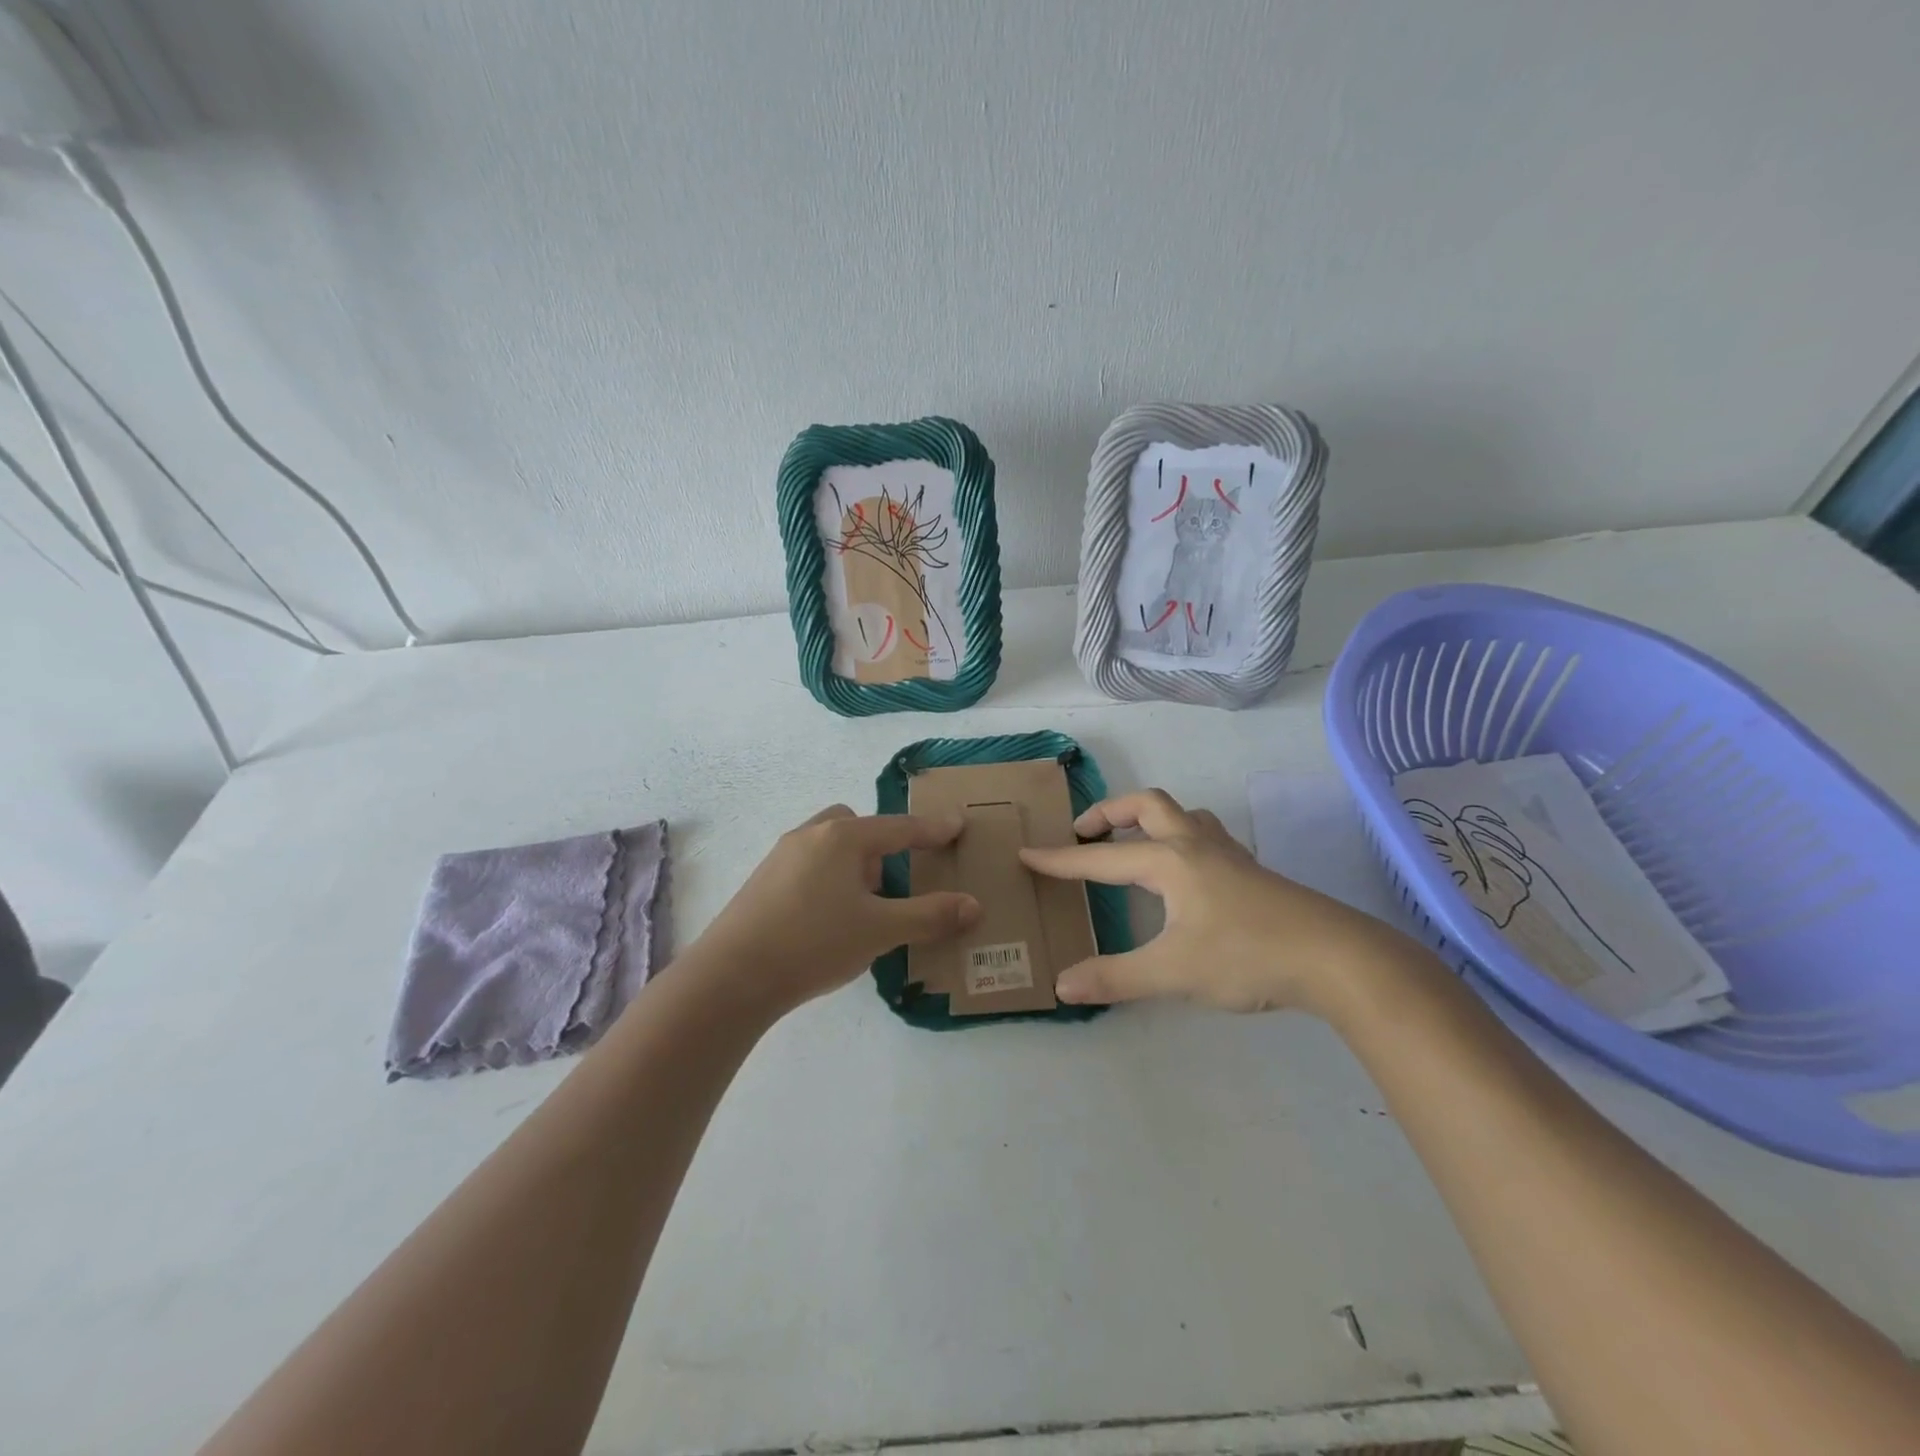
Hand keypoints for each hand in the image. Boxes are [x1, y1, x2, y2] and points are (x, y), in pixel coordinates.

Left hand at [690, 805, 981, 1013]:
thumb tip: (973, 906)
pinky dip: (828, 880)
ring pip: (828, 845)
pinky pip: (808, 866)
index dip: (931, 829)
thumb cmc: (814, 942)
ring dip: (852, 864)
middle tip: (892, 881)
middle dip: (880, 844)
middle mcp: (810, 837)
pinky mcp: (762, 883)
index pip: (899, 828)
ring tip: (862, 906)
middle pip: (855, 826)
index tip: (956, 824)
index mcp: (842, 838)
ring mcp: (780, 858)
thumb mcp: (880, 930)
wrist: (731, 977)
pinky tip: (828, 920)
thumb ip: (930, 916)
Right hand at [1019, 788, 1410, 1014]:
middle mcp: (1196, 845)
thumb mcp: (1173, 972)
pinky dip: (1181, 838)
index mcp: (1169, 861)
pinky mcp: (1252, 872)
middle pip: (1148, 805)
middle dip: (1109, 813)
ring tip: (1135, 843)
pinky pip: (1206, 836)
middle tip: (1085, 834)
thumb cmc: (1247, 956)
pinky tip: (1187, 873)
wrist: (1336, 958)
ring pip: (1183, 815)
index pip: (1102, 858)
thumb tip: (1062, 986)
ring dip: (1151, 819)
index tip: (1027, 854)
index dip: (1061, 860)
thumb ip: (1115, 978)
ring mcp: (1229, 855)